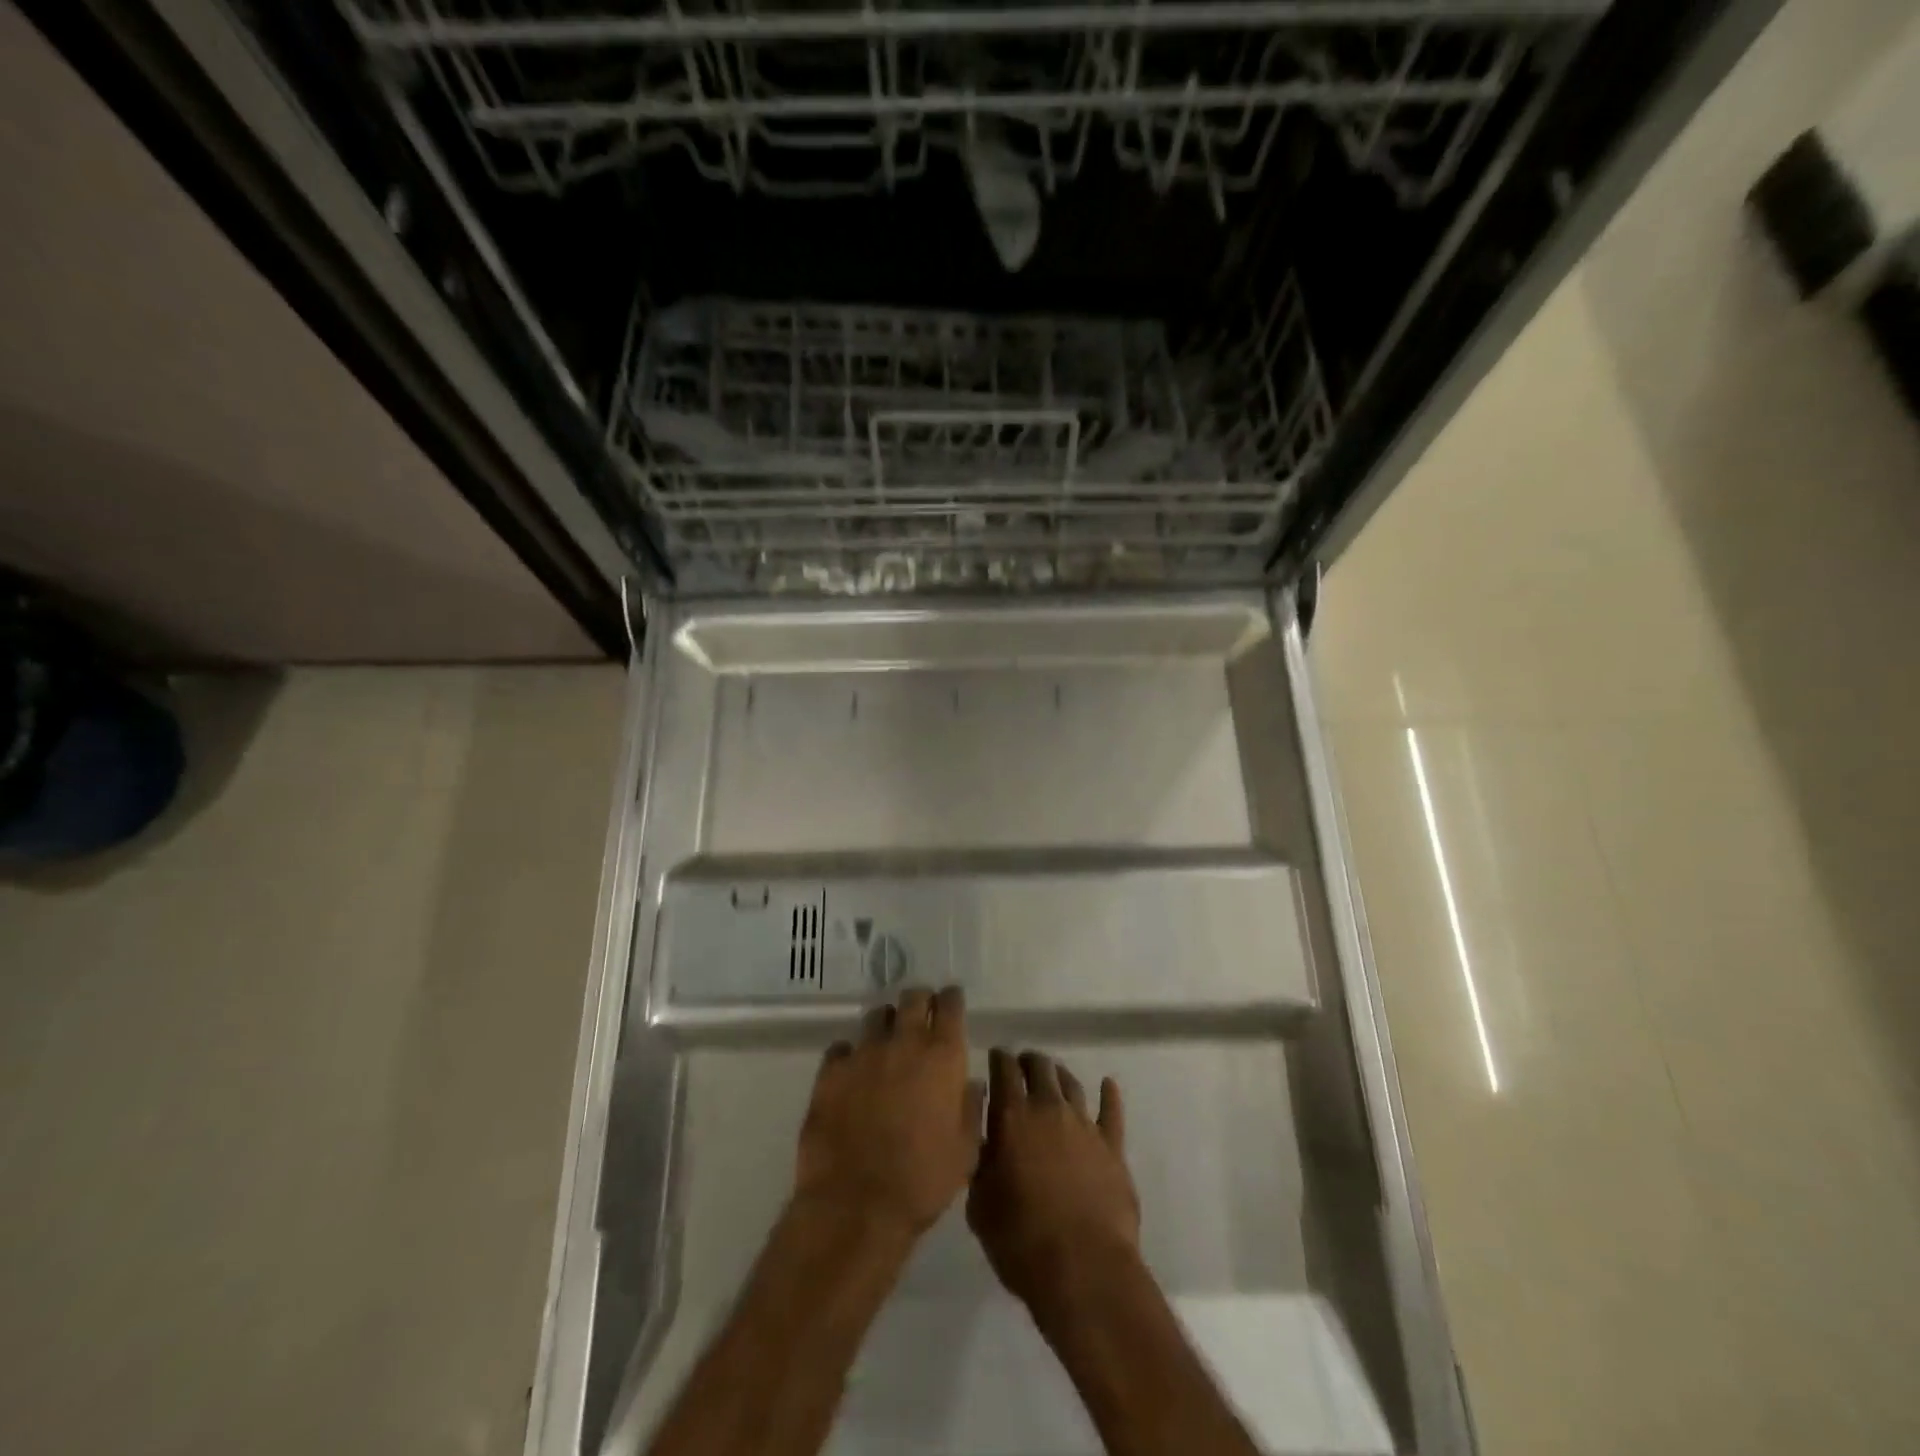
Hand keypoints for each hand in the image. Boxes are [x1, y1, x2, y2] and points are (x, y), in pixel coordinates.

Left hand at [793, 987, 983, 1242]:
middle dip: (919, 1001)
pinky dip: (851, 1054)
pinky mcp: (830, 1071)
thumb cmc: (922, 1181)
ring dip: (886, 1024)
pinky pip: (842, 1048)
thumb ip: (970, 1108)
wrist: (856, 1205)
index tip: (951, 1002)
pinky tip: (852, 1071)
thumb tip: (970, 1083)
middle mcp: (903, 1043)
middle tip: (921, 1015)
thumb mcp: (964, 1151)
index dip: (951, 1000)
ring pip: (877, 1017)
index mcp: (942, 1057)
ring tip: (887, 1043)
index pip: (950, 1006)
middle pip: (912, 998)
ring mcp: (864, 1053)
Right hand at [968, 1049, 1140, 1308]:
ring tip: (1053, 1074)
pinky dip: (1109, 1096)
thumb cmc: (1021, 1241)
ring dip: (1059, 1075)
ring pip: (1071, 1084)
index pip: (1004, 1069)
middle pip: (1040, 1068)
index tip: (995, 1057)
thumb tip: (986, 1139)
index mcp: (1012, 1117)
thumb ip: (981, 1163)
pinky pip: (1112, 1112)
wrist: (1084, 1270)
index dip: (999, 1059)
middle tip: (1022, 1065)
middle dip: (1029, 1062)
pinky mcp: (1113, 1147)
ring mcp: (1085, 1125)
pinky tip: (1108, 1085)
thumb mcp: (980, 1205)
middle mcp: (1049, 1109)